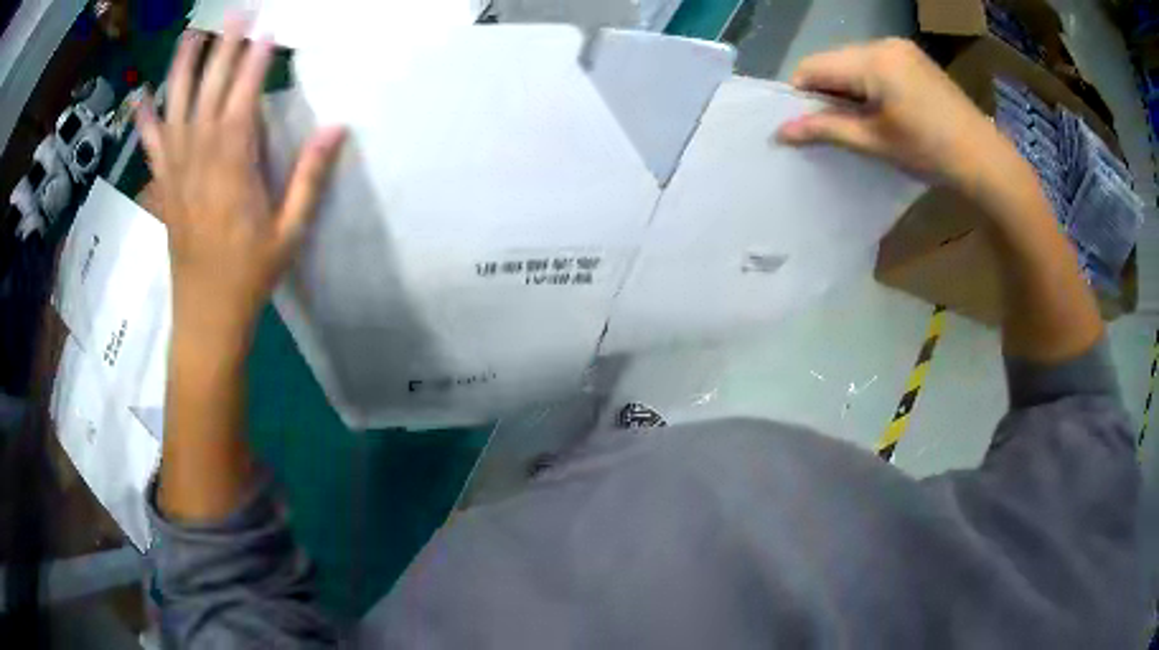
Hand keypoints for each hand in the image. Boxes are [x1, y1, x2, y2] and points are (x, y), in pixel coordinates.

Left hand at [135, 19, 344, 341]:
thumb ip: (310, 178)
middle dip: (223, 50)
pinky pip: (150, 145)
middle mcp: (199, 162)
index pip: (243, 102)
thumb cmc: (250, 277)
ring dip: (182, 69)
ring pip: (175, 110)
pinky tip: (140, 94)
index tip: (267, 30)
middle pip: (209, 95)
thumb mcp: (289, 232)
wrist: (206, 318)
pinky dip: (144, 118)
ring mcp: (175, 173)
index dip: (254, 64)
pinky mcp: (163, 187)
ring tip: (192, 34)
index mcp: (233, 171)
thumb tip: (337, 127)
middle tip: (237, 13)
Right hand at [778, 39, 1008, 190]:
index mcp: (872, 60)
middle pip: (834, 60)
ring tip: (862, 120)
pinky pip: (876, 63)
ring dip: (848, 87)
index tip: (806, 123)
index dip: (801, 93)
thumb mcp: (875, 142)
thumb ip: (827, 129)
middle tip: (836, 126)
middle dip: (826, 90)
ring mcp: (901, 48)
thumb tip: (781, 131)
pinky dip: (868, 82)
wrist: (985, 159)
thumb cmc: (930, 152)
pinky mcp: (914, 57)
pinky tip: (882, 108)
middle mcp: (883, 44)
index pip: (814, 65)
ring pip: (854, 61)